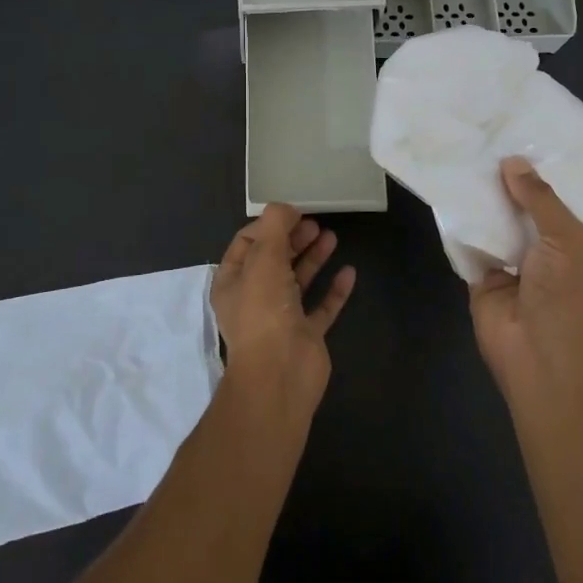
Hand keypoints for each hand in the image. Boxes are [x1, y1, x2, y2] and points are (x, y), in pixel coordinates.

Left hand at [211, 205, 356, 400]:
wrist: (281, 374)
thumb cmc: (264, 311)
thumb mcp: (263, 259)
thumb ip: (274, 227)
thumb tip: (284, 208)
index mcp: (233, 282)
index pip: (247, 243)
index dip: (268, 226)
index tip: (293, 213)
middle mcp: (255, 298)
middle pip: (275, 260)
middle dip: (293, 239)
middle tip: (315, 223)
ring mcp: (282, 318)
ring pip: (299, 280)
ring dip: (314, 258)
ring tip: (332, 237)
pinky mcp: (307, 334)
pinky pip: (322, 306)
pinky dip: (334, 289)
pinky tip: (349, 272)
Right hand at [469, 158, 582, 395]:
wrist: (538, 357)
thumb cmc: (565, 298)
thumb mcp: (565, 240)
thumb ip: (540, 200)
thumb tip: (511, 162)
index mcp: (573, 242)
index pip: (558, 199)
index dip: (542, 172)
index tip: (523, 135)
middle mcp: (541, 249)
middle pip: (522, 208)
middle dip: (507, 180)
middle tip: (484, 137)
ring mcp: (509, 263)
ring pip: (493, 223)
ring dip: (481, 199)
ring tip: (461, 155)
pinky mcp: (480, 276)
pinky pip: (468, 244)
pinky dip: (458, 223)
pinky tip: (445, 191)